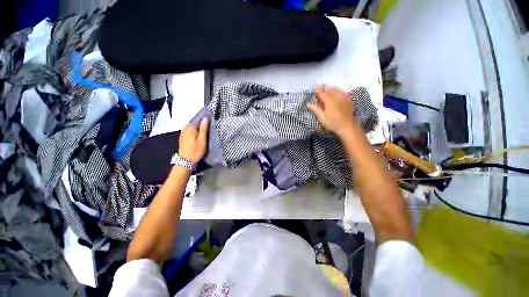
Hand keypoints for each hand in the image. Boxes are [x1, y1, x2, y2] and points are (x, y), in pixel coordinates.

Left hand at [178, 118, 208, 163]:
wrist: (186, 161)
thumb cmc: (196, 150)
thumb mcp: (202, 139)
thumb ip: (204, 128)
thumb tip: (205, 118)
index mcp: (190, 127)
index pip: (199, 119)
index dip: (205, 121)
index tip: (211, 125)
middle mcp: (185, 128)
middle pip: (196, 124)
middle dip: (202, 126)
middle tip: (208, 132)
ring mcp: (183, 132)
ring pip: (193, 128)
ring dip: (199, 130)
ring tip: (205, 135)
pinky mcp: (183, 137)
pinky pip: (191, 132)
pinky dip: (195, 133)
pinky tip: (199, 138)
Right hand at [308, 85, 358, 138]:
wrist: (348, 127)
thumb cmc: (333, 124)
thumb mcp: (322, 118)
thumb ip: (316, 110)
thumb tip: (308, 104)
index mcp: (329, 102)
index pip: (322, 93)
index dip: (318, 89)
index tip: (315, 86)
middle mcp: (337, 97)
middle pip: (329, 89)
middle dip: (324, 87)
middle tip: (320, 85)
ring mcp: (344, 98)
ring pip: (337, 89)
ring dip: (331, 87)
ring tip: (327, 87)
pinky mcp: (349, 100)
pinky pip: (343, 92)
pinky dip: (339, 90)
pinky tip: (337, 91)